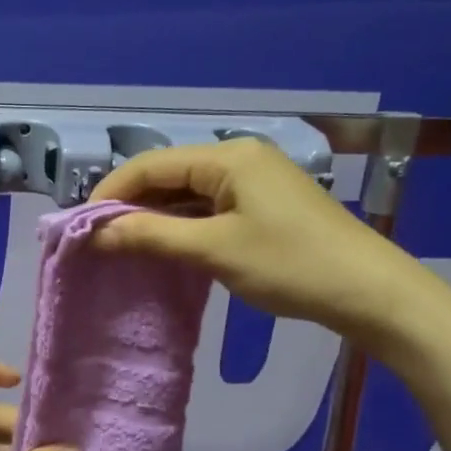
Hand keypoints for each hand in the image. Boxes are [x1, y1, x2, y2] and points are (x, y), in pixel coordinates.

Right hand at [89, 137, 436, 349]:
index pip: (150, 164)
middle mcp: (239, 158)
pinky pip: (208, 207)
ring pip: (187, 193)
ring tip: (122, 246)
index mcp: (227, 157)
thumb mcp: (213, 250)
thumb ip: (150, 235)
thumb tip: (96, 231)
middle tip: (98, 240)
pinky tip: (164, 246)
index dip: (111, 192)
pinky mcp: (264, 205)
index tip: (81, 226)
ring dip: (154, 217)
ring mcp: (254, 181)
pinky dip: (182, 225)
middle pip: (168, 175)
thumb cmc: (289, 265)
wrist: (369, 292)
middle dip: (130, 205)